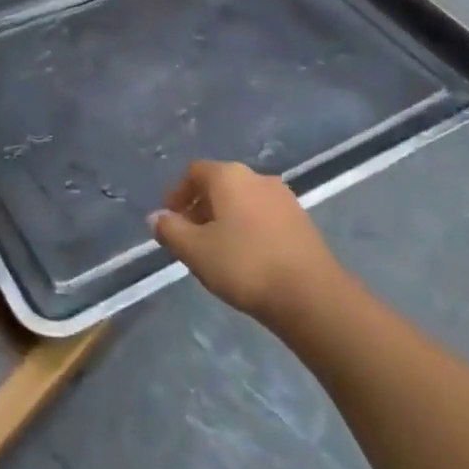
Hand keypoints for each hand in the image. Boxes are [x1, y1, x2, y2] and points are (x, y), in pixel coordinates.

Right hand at [151, 161, 341, 324]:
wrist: (312, 296)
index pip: (194, 172)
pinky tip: (246, 258)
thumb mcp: (195, 250)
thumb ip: (170, 230)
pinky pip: (263, 216)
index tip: (170, 220)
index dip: (177, 193)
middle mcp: (257, 178)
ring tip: (216, 251)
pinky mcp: (302, 221)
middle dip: (200, 207)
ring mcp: (284, 198)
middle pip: (219, 184)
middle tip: (189, 237)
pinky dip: (247, 228)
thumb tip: (156, 217)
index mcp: (229, 176)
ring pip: (242, 201)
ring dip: (224, 219)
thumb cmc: (244, 265)